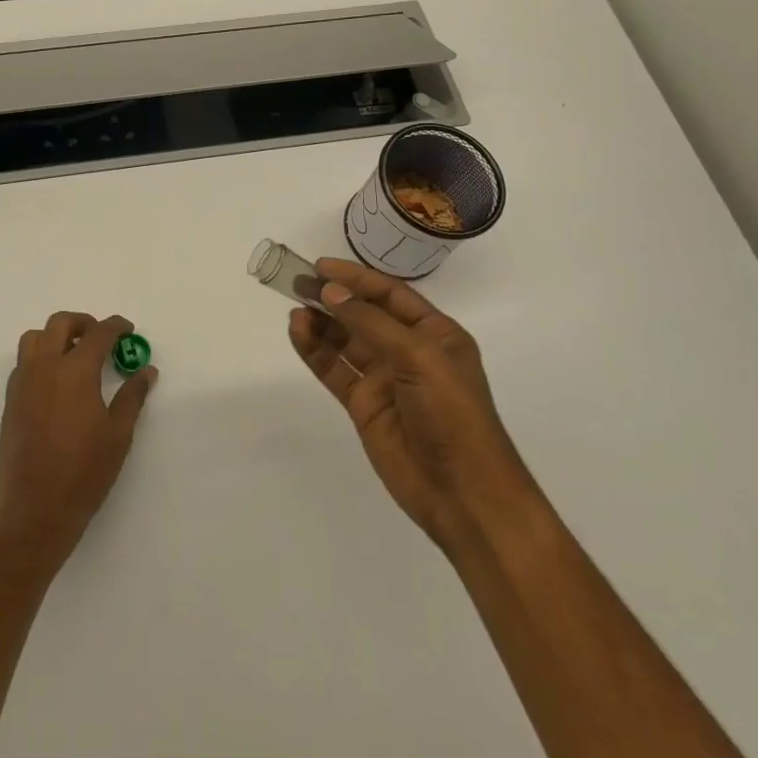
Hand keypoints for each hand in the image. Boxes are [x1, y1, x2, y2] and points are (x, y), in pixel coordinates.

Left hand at [0, 312, 156, 564]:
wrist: (36, 509)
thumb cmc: (85, 472)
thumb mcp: (118, 434)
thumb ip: (132, 396)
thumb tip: (146, 371)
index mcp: (75, 371)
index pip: (98, 333)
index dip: (116, 326)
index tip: (128, 330)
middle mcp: (45, 367)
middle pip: (60, 323)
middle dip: (83, 323)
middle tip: (101, 338)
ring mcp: (23, 383)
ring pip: (34, 338)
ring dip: (56, 336)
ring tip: (74, 354)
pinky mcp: (11, 401)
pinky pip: (23, 363)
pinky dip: (40, 357)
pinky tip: (56, 382)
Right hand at [288, 259, 521, 549]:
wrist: (463, 492)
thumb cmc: (453, 414)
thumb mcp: (418, 358)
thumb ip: (371, 323)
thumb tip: (331, 292)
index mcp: (435, 334)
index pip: (390, 294)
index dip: (356, 278)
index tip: (321, 266)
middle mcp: (409, 351)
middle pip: (364, 315)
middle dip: (333, 298)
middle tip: (298, 283)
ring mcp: (385, 379)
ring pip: (345, 341)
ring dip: (321, 324)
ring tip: (294, 308)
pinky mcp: (364, 405)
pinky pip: (335, 369)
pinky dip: (315, 351)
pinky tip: (297, 333)